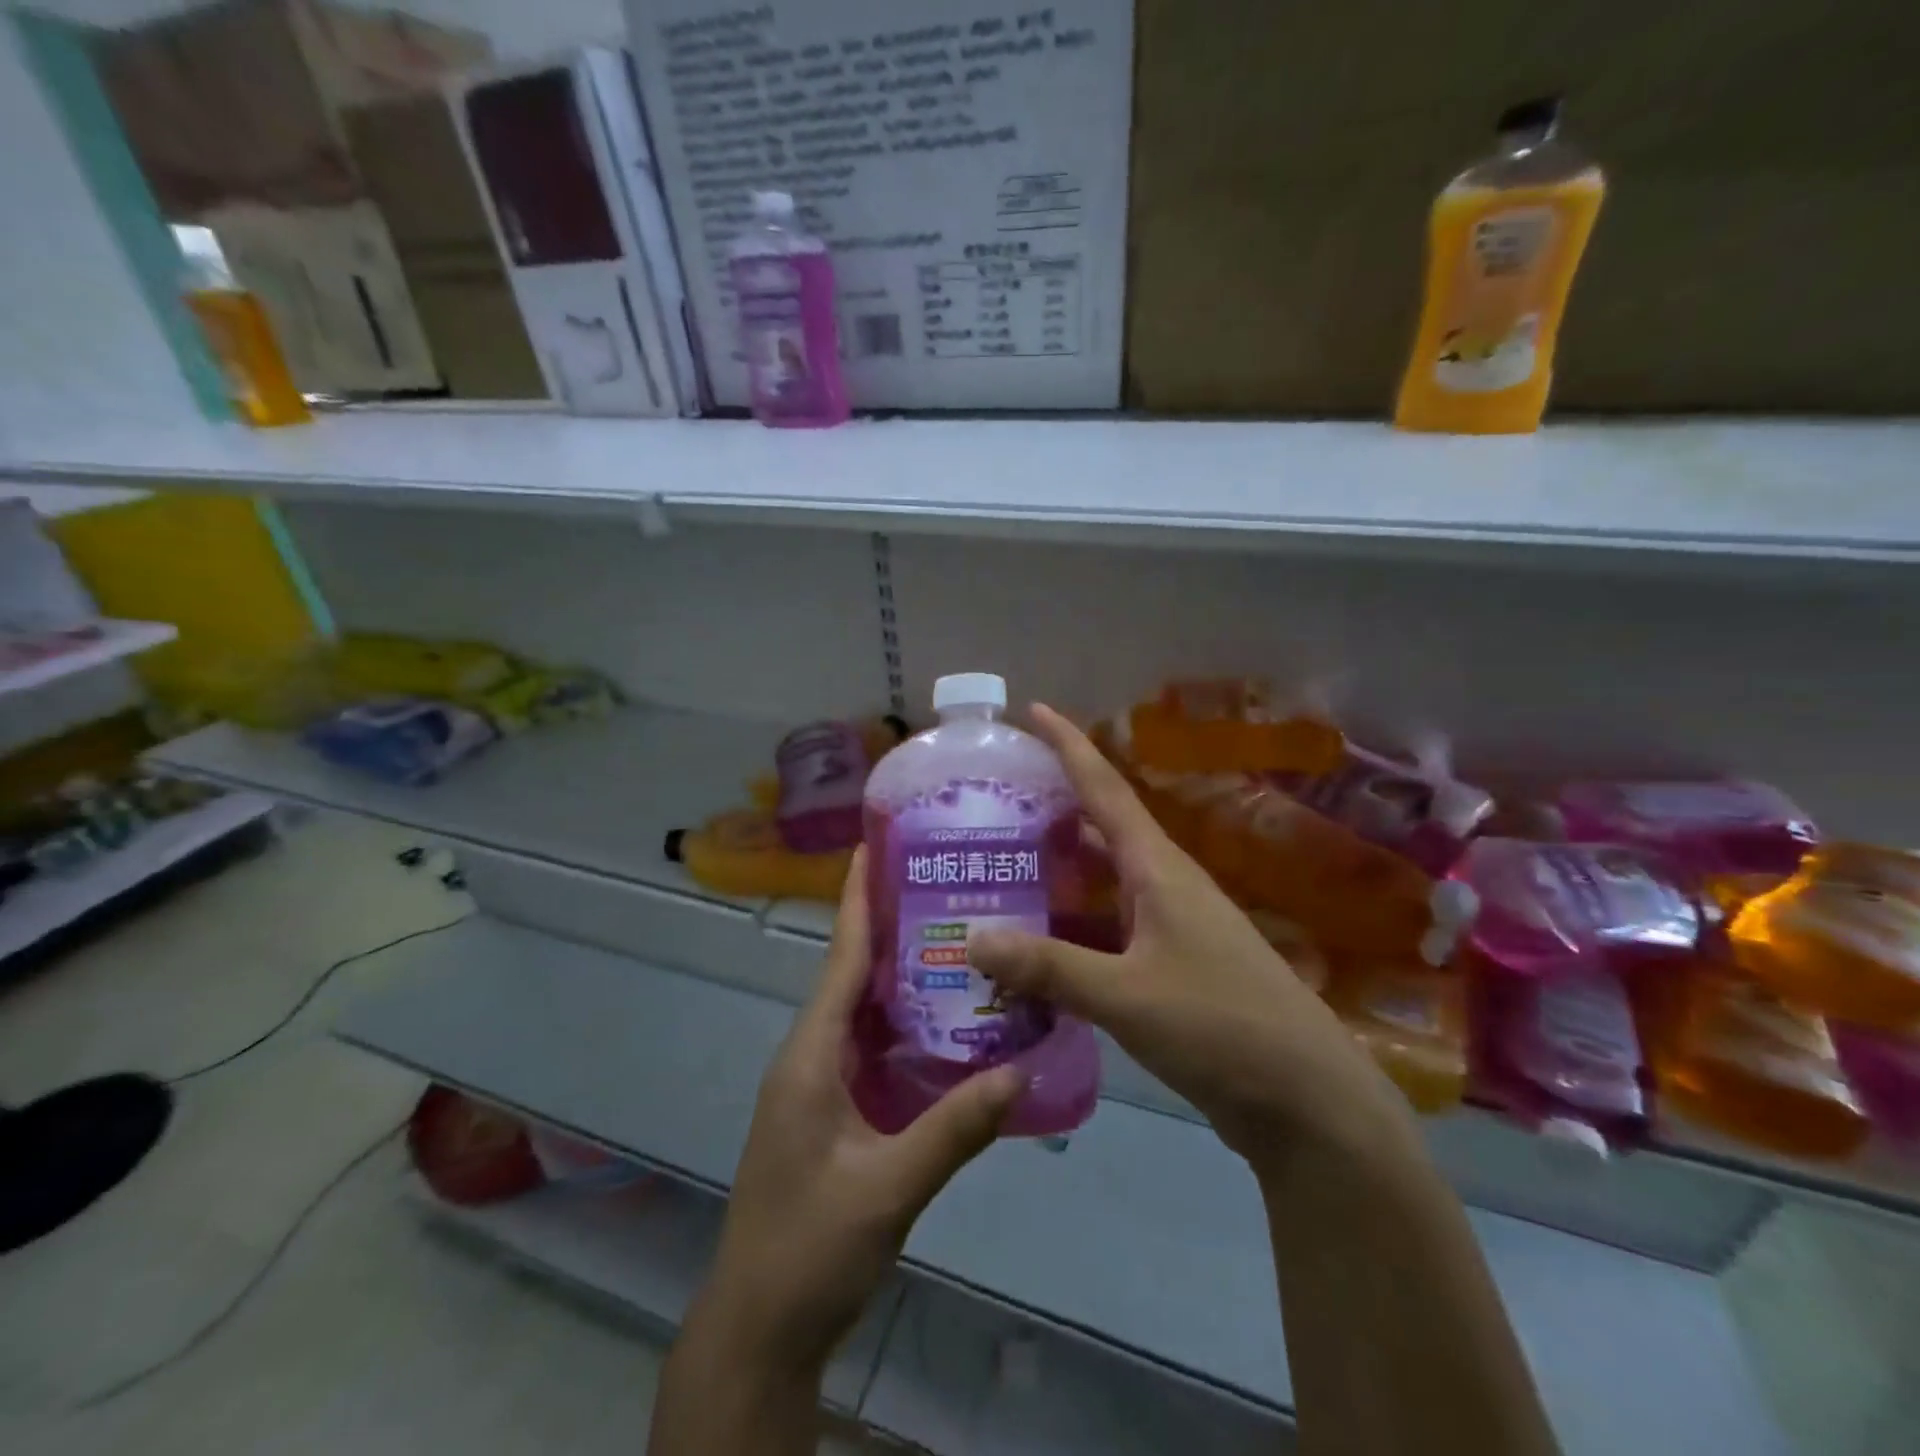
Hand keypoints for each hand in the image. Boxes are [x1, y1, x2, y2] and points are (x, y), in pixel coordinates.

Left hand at [695, 847, 1023, 1377]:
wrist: (759, 1326)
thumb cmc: (810, 1248)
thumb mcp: (888, 1188)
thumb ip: (954, 1129)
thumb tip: (1019, 1070)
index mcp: (810, 1055)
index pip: (841, 959)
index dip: (858, 901)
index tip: (875, 847)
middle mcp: (809, 1055)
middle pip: (852, 974)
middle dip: (890, 925)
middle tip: (943, 883)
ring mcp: (817, 1084)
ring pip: (862, 1010)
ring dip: (899, 974)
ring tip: (954, 934)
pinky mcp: (830, 1109)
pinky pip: (868, 1046)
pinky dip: (902, 1022)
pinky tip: (944, 1019)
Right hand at [968, 705, 1409, 1170]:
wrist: (1307, 1101)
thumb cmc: (1220, 1027)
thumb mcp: (1126, 996)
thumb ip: (1048, 967)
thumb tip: (971, 939)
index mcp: (1159, 869)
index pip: (1105, 788)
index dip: (1069, 745)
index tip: (1032, 709)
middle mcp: (1165, 885)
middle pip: (1102, 828)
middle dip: (1053, 806)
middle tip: (995, 799)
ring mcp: (1172, 926)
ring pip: (1105, 881)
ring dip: (1061, 868)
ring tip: (1003, 863)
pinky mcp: (1173, 967)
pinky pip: (1110, 926)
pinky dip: (1073, 923)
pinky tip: (1040, 941)